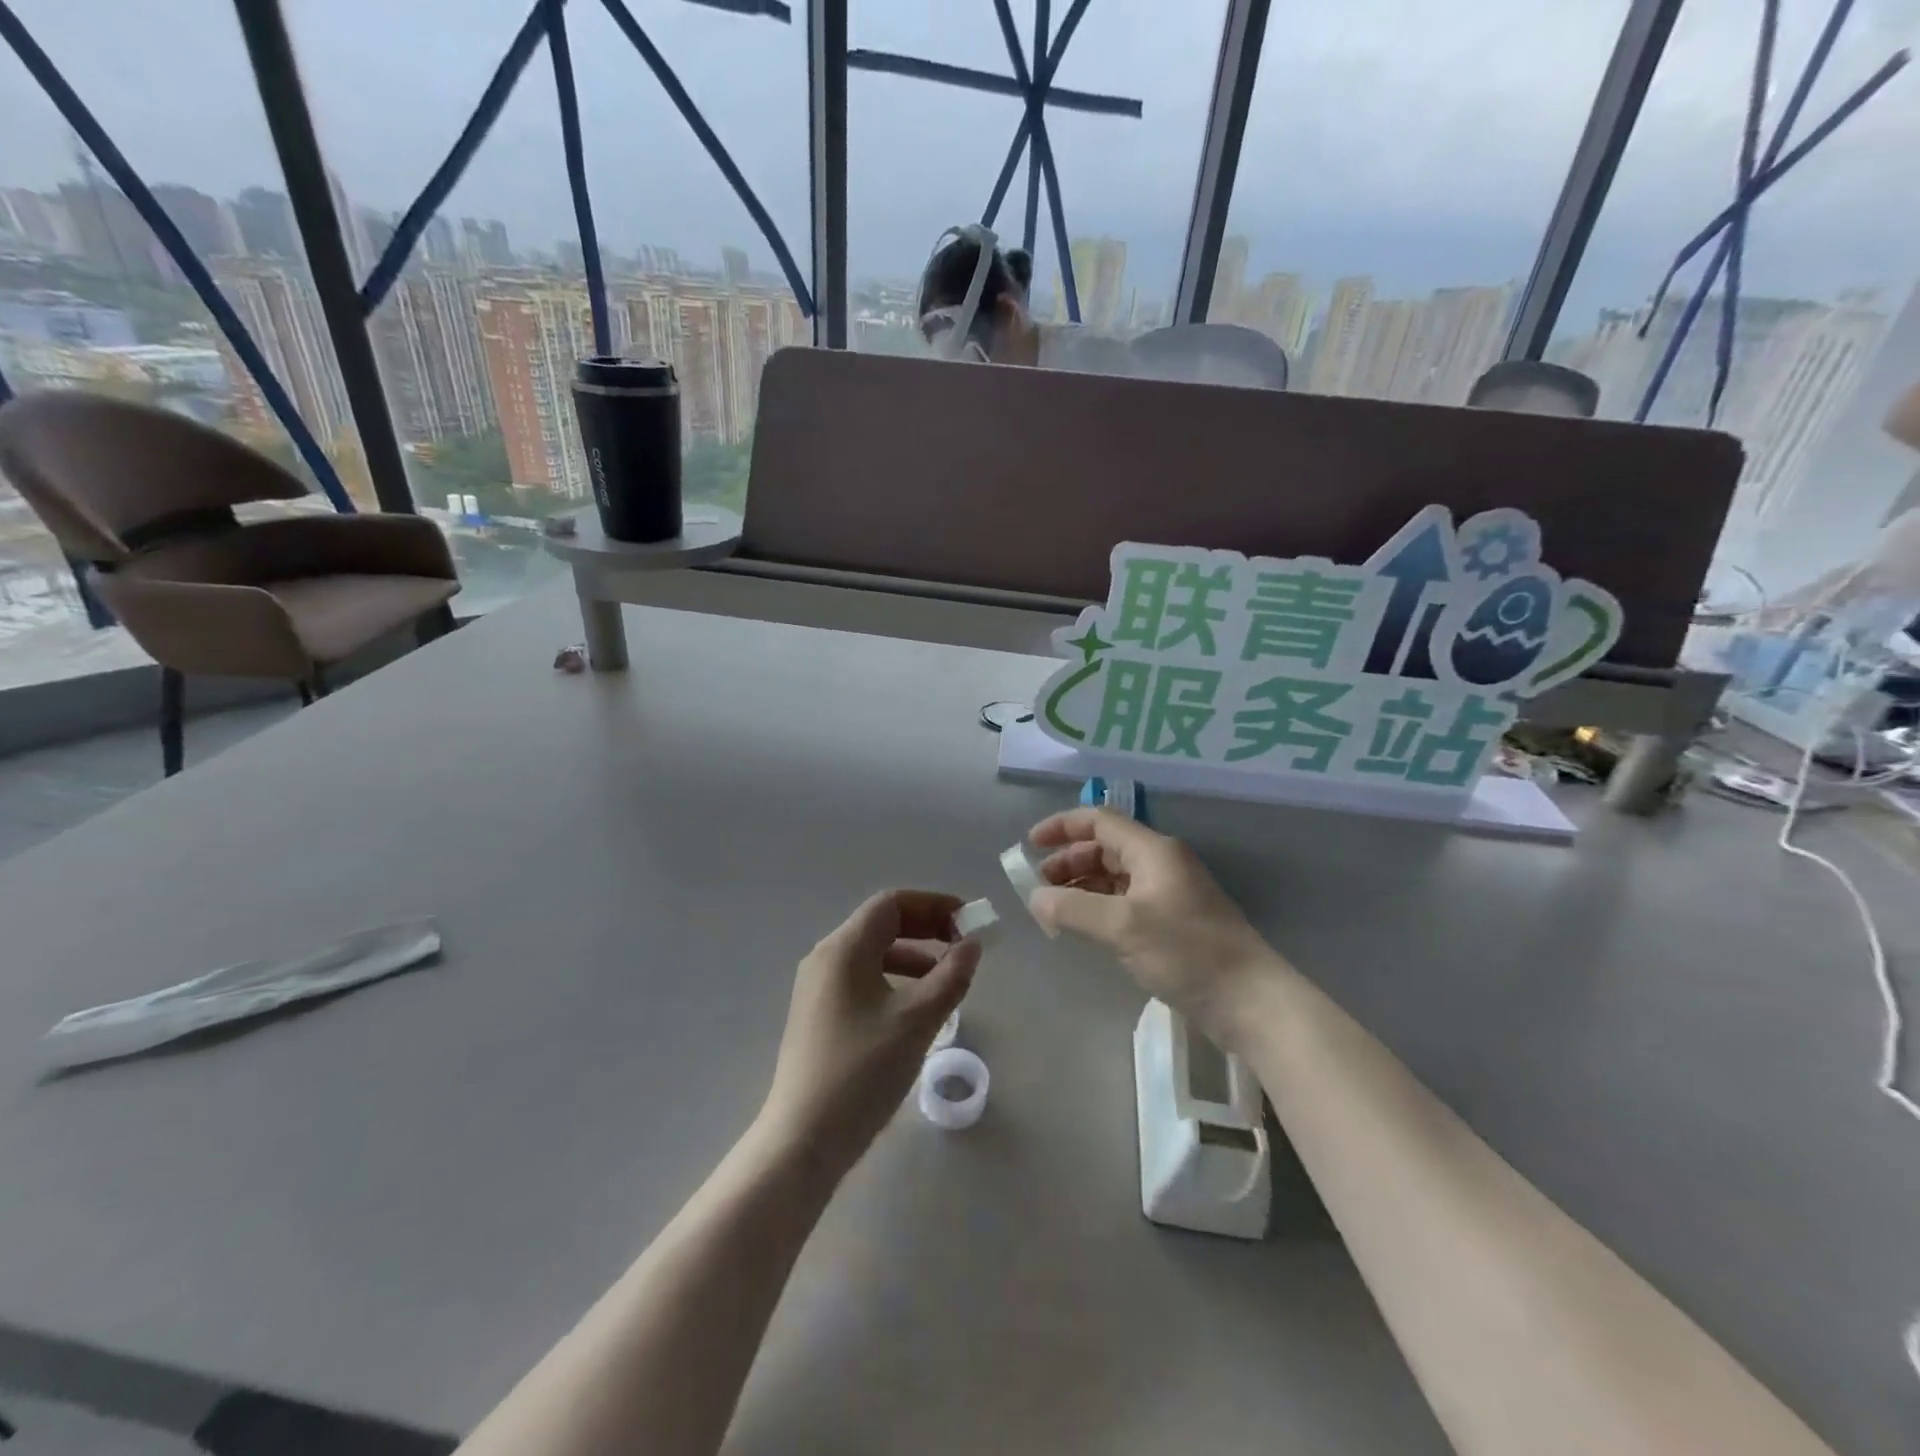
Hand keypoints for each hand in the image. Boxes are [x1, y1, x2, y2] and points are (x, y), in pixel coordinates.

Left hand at [759, 891, 979, 1176]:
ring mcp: (817, 988)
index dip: (934, 905)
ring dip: (913, 957)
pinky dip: (894, 980)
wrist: (804, 1140)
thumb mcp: (917, 1020)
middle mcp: (825, 958)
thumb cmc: (863, 1070)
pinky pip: (862, 980)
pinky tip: (915, 1010)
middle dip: (926, 929)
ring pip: (872, 955)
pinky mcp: (818, 1016)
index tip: (968, 922)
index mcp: (843, 948)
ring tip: (946, 980)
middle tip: (963, 946)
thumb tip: (972, 945)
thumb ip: (951, 976)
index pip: (892, 904)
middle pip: (881, 925)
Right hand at [1028, 809, 1282, 1044]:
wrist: (1249, 1000)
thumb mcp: (1123, 927)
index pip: (1099, 821)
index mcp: (1152, 850)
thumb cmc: (1187, 952)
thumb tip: (1035, 898)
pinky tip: (1084, 927)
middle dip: (1068, 861)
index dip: (1061, 827)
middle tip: (1039, 887)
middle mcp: (1161, 863)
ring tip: (1054, 910)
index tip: (1030, 845)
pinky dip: (1099, 907)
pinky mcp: (1173, 922)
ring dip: (1082, 886)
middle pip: (1105, 847)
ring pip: (1115, 876)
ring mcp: (1168, 893)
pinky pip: (1126, 901)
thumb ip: (1073, 909)